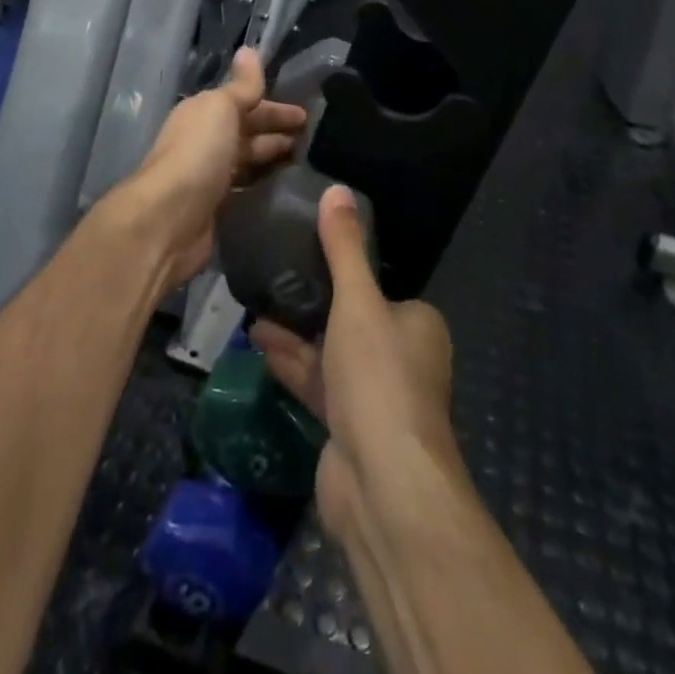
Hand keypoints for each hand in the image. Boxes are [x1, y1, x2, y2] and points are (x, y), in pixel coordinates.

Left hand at [100, 48, 306, 289]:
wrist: (169, 218)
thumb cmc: (198, 153)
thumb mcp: (221, 108)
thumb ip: (241, 85)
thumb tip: (249, 49)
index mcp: (203, 112)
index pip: (245, 103)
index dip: (275, 107)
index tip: (306, 114)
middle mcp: (202, 140)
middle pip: (245, 130)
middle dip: (275, 130)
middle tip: (312, 137)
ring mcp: (207, 174)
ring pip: (245, 159)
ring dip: (270, 155)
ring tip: (304, 160)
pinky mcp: (213, 207)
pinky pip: (243, 186)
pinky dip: (260, 181)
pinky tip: (281, 185)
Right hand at [252, 186, 457, 540]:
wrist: (384, 484)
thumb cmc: (379, 377)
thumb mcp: (359, 301)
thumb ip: (343, 247)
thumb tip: (336, 189)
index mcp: (418, 324)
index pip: (382, 289)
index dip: (347, 271)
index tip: (308, 252)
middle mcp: (403, 357)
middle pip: (353, 320)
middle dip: (313, 303)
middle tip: (273, 277)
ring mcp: (375, 397)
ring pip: (331, 353)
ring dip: (296, 333)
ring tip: (255, 305)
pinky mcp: (349, 428)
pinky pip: (318, 384)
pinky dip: (293, 363)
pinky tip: (258, 342)